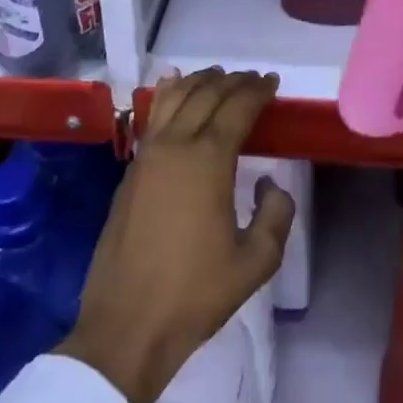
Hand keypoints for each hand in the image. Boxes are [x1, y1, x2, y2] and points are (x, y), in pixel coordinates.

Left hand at [57, 68, 295, 402]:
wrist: (126, 326)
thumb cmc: (195, 294)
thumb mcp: (255, 262)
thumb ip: (276, 214)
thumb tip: (270, 183)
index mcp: (208, 160)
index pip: (237, 107)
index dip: (258, 90)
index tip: (272, 82)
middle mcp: (175, 146)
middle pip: (206, 94)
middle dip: (233, 81)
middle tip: (253, 79)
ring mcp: (147, 156)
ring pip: (175, 98)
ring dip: (199, 81)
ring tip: (218, 76)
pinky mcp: (130, 172)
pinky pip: (153, 117)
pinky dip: (168, 94)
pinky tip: (173, 86)